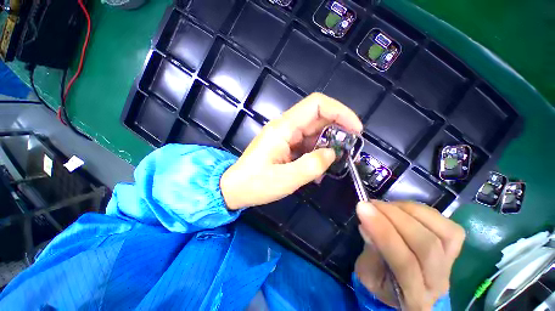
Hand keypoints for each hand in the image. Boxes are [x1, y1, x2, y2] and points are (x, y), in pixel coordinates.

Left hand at [220, 93, 361, 209]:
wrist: (235, 189)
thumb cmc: (256, 184)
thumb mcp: (286, 179)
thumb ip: (313, 165)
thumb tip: (332, 153)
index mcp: (284, 128)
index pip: (316, 105)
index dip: (340, 111)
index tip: (356, 129)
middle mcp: (285, 127)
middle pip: (318, 118)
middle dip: (338, 130)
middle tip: (350, 150)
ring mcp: (285, 137)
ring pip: (314, 133)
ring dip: (327, 145)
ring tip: (334, 164)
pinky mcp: (285, 146)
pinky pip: (306, 145)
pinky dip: (317, 154)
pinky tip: (318, 170)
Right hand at [355, 201, 464, 309]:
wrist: (405, 287)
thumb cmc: (381, 281)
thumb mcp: (366, 274)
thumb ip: (370, 253)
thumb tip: (368, 226)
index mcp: (414, 298)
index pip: (404, 264)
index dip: (383, 232)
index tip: (363, 208)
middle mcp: (438, 283)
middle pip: (426, 246)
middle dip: (394, 217)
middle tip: (371, 204)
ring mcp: (451, 264)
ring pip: (440, 233)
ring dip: (406, 211)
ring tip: (383, 206)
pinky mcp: (456, 248)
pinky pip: (447, 225)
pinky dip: (421, 211)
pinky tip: (401, 208)